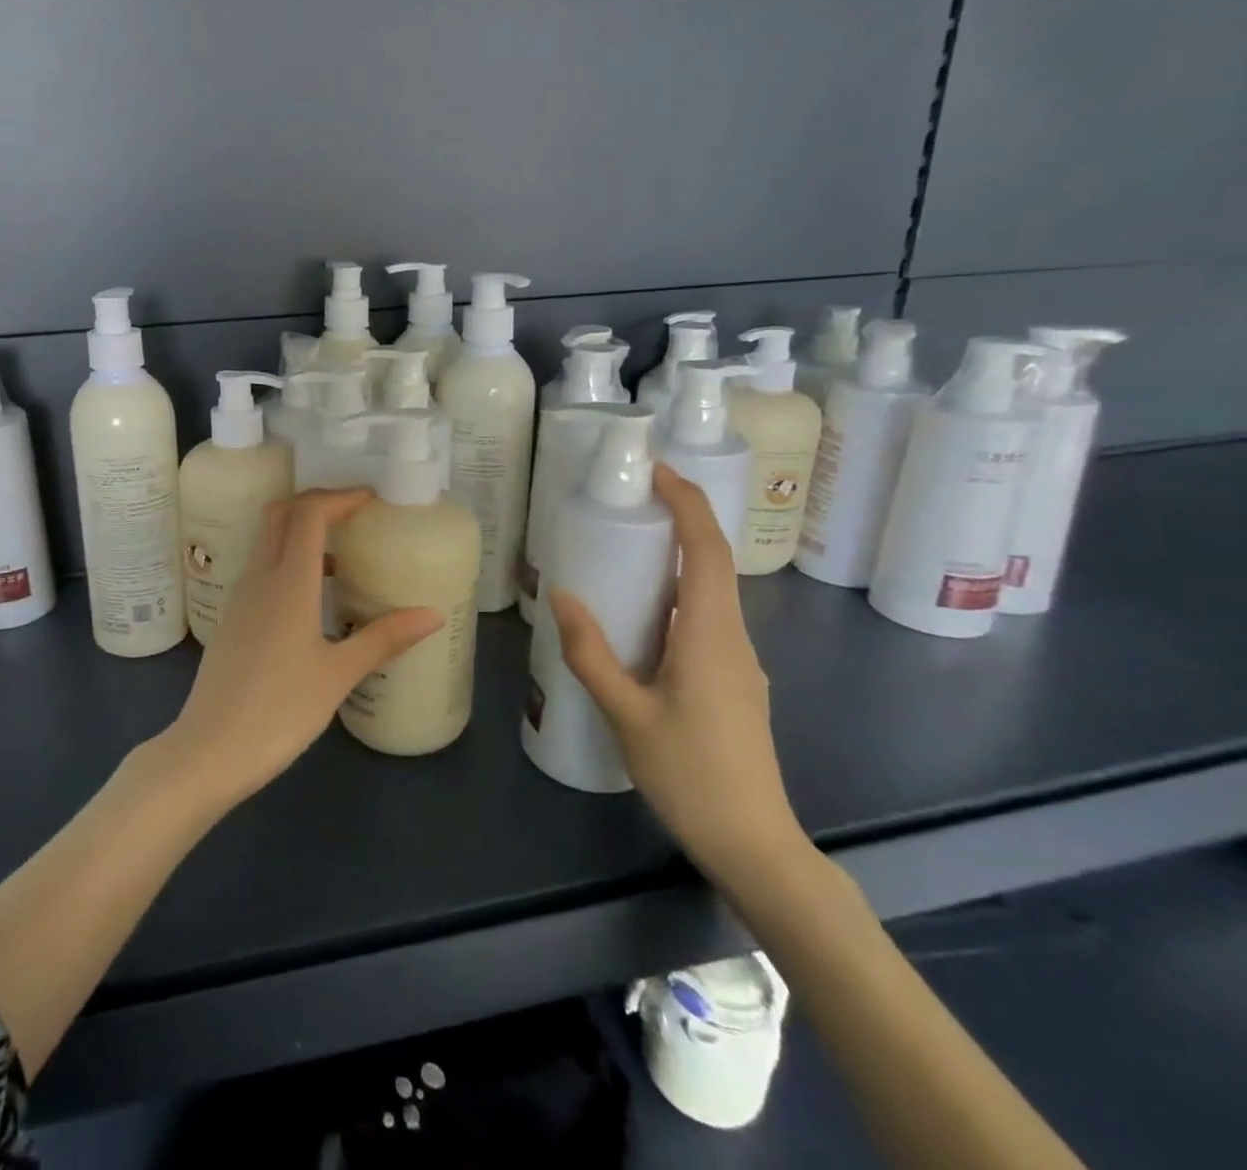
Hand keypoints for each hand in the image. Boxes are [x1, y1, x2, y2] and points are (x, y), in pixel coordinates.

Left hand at [162, 489, 442, 808]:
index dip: (339, 497)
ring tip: (342, 552)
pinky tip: (314, 596)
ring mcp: (240, 598)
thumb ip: (384, 638)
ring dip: (301, 532)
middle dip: (316, 503)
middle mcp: (259, 578)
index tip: (371, 499)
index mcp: (287, 583)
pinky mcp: (233, 619)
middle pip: (280, 515)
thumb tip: (432, 614)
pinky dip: (289, 561)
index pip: (308, 513)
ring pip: (268, 541)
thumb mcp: (338, 675)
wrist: (209, 750)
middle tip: (355, 514)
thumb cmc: (279, 711)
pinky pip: (262, 569)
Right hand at [548, 464, 804, 884]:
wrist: (754, 844)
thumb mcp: (625, 714)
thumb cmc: (690, 775)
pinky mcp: (735, 682)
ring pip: (711, 593)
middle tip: (628, 503)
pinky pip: (706, 621)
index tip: (656, 472)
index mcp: (711, 636)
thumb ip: (591, 653)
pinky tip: (640, 619)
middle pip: (714, 563)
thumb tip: (561, 595)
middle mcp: (734, 638)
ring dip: (677, 561)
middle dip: (679, 522)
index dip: (687, 503)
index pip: (707, 550)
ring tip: (624, 553)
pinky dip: (676, 597)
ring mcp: (740, 662)